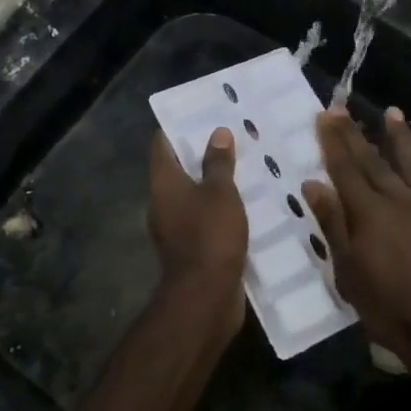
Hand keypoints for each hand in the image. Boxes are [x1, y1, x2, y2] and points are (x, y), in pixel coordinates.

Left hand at [147, 127, 248, 349]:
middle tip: (233, 135)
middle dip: (203, 153)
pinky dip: (222, 208)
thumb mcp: (220, 193)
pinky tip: (248, 202)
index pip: (162, 145)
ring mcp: (177, 228)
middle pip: (179, 169)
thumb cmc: (210, 235)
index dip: (178, 127)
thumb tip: (217, 132)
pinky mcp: (193, 248)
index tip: (201, 112)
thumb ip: (219, 163)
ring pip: (195, 195)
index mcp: (163, 184)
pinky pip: (206, 219)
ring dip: (215, 183)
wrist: (205, 297)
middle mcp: (164, 203)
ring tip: (246, 165)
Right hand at [302, 108, 410, 371]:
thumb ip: (332, 224)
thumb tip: (312, 184)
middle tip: (343, 107)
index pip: (345, 168)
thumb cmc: (386, 306)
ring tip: (392, 111)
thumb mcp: (347, 271)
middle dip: (355, 133)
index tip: (324, 115)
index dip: (333, 141)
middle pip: (373, 160)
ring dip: (400, 137)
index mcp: (368, 213)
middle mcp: (398, 200)